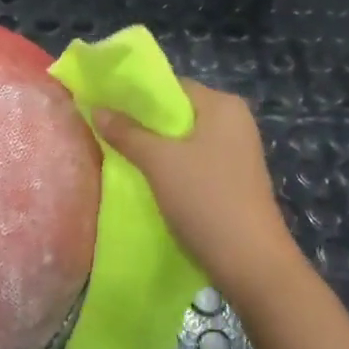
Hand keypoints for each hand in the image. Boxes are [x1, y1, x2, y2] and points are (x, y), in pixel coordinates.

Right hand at [96, 78, 302, 299]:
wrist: (251, 262)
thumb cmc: (205, 199)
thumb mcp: (159, 162)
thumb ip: (127, 133)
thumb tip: (97, 109)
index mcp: (222, 105)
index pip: (172, 85)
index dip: (136, 93)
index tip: (104, 104)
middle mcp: (234, 122)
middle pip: (178, 112)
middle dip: (142, 122)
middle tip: (106, 130)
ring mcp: (237, 153)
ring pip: (184, 140)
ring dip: (154, 147)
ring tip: (119, 154)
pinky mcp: (234, 180)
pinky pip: (194, 162)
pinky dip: (171, 166)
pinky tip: (146, 179)